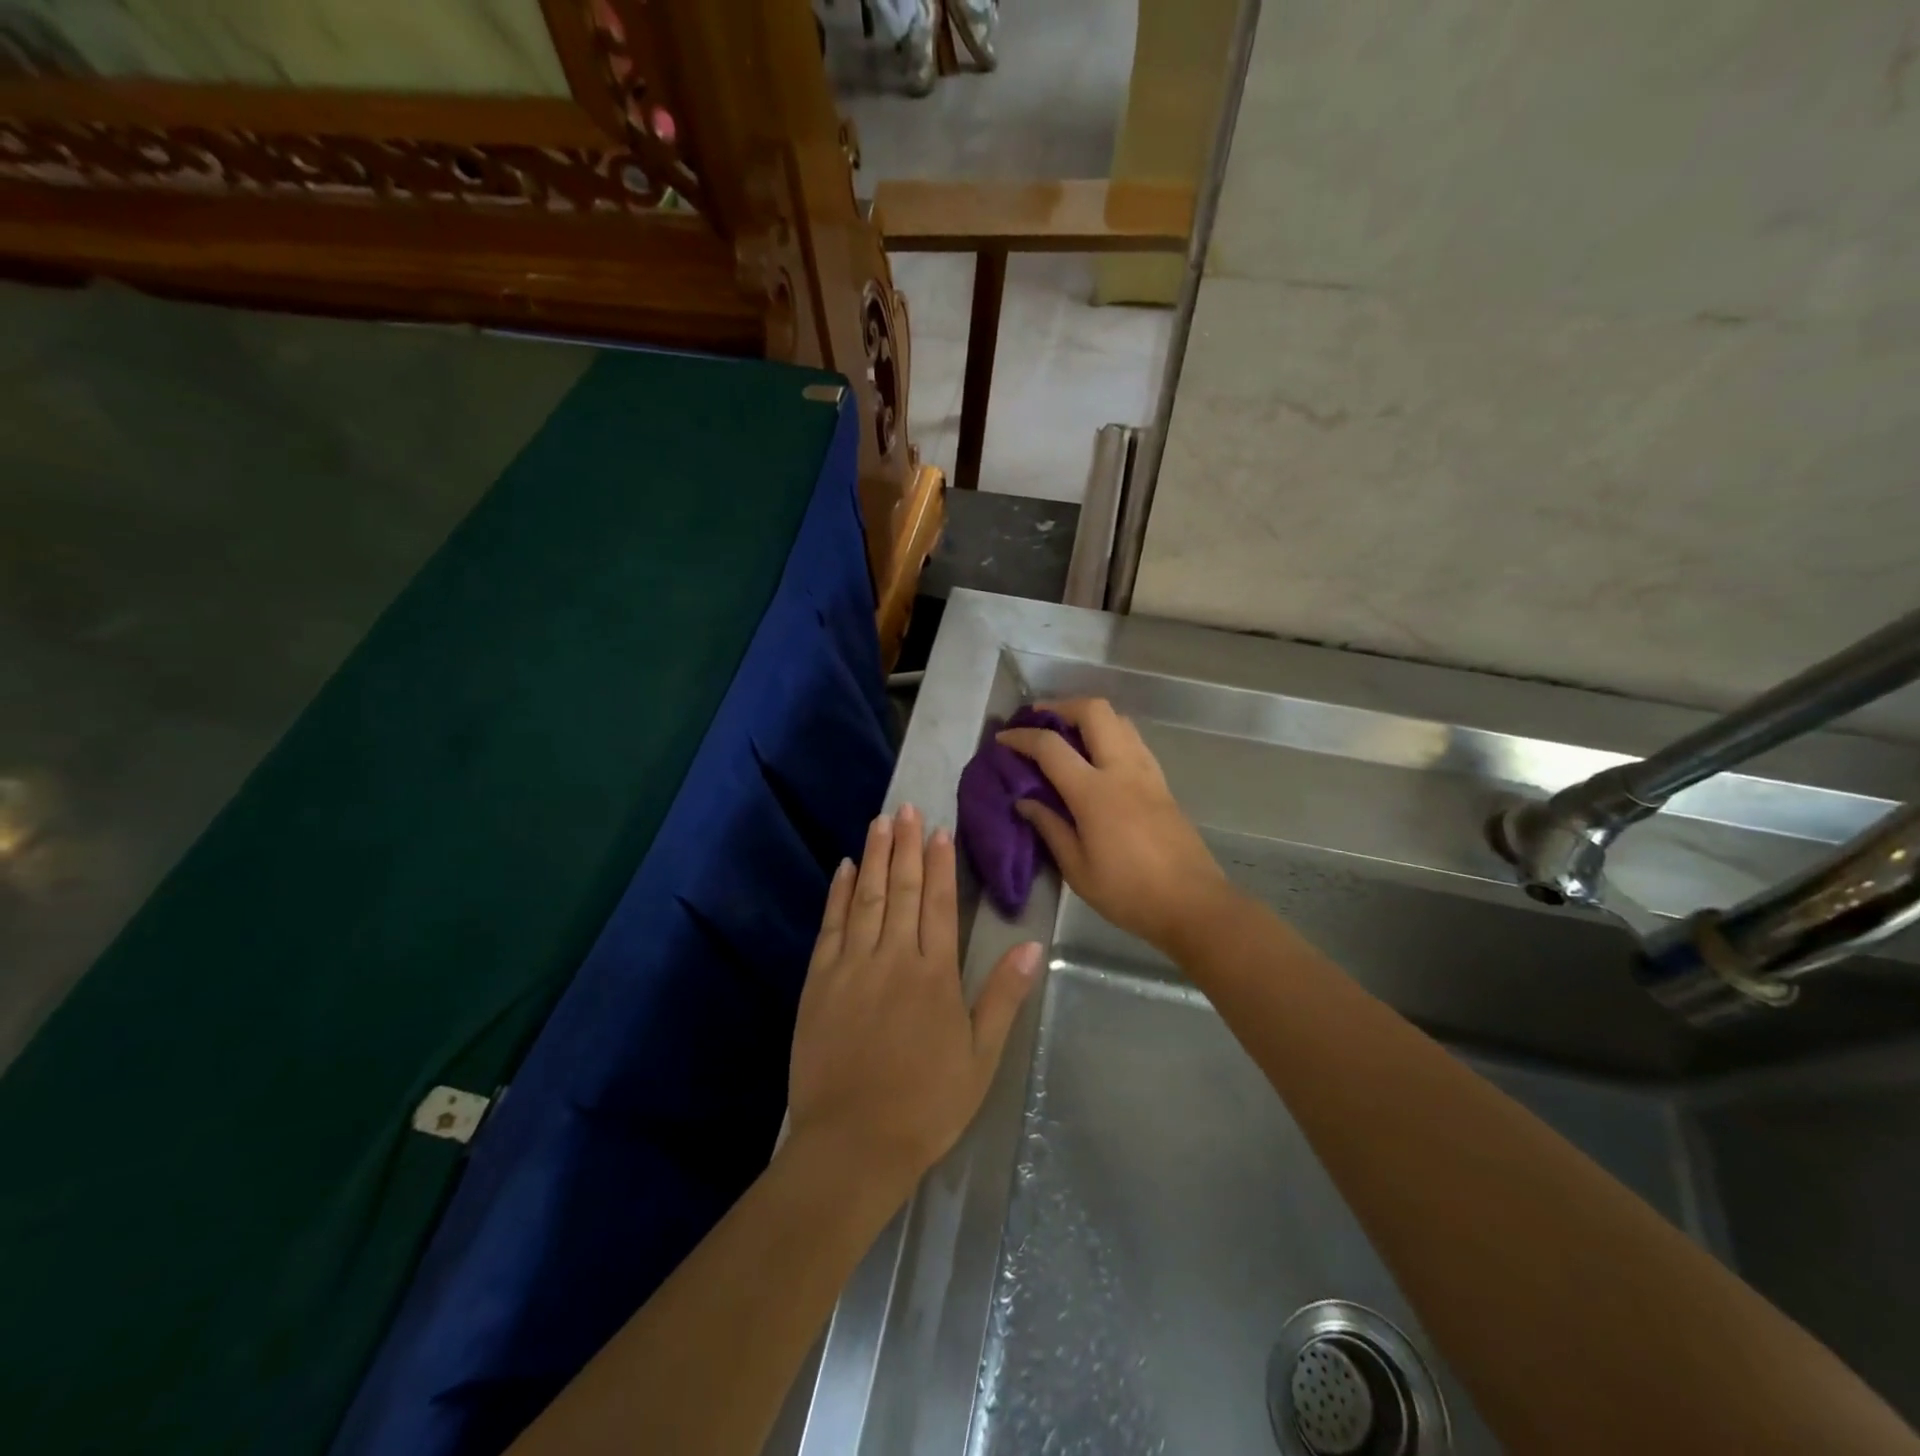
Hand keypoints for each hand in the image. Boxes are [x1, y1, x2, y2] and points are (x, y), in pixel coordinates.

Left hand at [787, 804, 1041, 1191]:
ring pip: (867, 898)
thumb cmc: (926, 1103)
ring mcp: (852, 966)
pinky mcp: (819, 982)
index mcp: (934, 974)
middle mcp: (893, 958)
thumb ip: (1003, 996)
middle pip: (903, 889)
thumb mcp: (980, 1056)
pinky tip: (846, 868)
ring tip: (880, 821)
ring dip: (876, 856)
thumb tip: (1032, 944)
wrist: (853, 1144)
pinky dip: (839, 893)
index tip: (939, 829)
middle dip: (906, 845)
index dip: (941, 863)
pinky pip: (831, 926)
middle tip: (906, 807)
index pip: (940, 903)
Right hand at [998, 698, 1227, 952]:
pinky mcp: (1162, 783)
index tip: (1003, 739)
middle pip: (1094, 711)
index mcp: (1095, 792)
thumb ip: (1050, 828)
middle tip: (1039, 721)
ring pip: (1119, 720)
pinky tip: (1097, 758)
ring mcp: (1147, 773)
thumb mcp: (1077, 869)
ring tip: (1067, 735)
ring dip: (1089, 717)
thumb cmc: (1128, 892)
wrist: (1193, 904)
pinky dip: (1110, 734)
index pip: (1051, 747)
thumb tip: (1025, 802)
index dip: (1022, 737)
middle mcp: (1122, 770)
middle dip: (1062, 707)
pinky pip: (1133, 741)